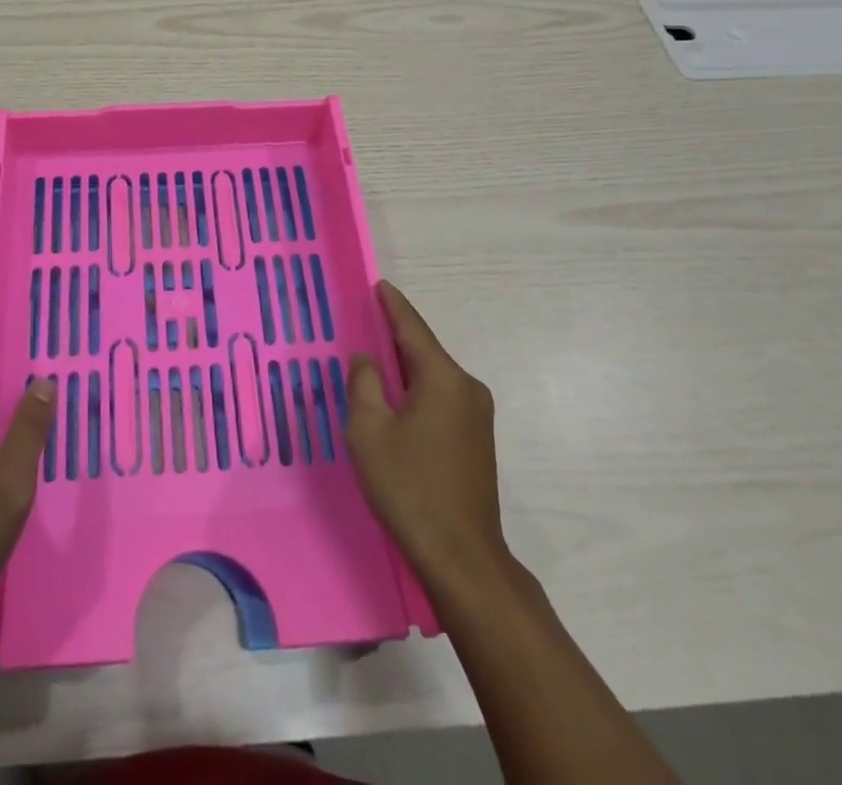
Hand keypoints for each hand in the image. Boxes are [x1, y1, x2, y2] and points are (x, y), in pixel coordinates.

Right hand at [346, 280, 507, 594]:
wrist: (462, 558)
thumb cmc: (409, 488)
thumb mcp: (369, 431)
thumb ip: (364, 384)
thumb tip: (366, 359)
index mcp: (443, 379)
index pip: (412, 328)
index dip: (392, 305)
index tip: (377, 284)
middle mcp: (467, 388)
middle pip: (424, 351)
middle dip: (394, 336)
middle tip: (363, 322)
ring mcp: (477, 416)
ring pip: (433, 377)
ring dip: (404, 368)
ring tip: (372, 360)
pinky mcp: (477, 440)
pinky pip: (441, 398)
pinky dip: (417, 390)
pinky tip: (395, 400)